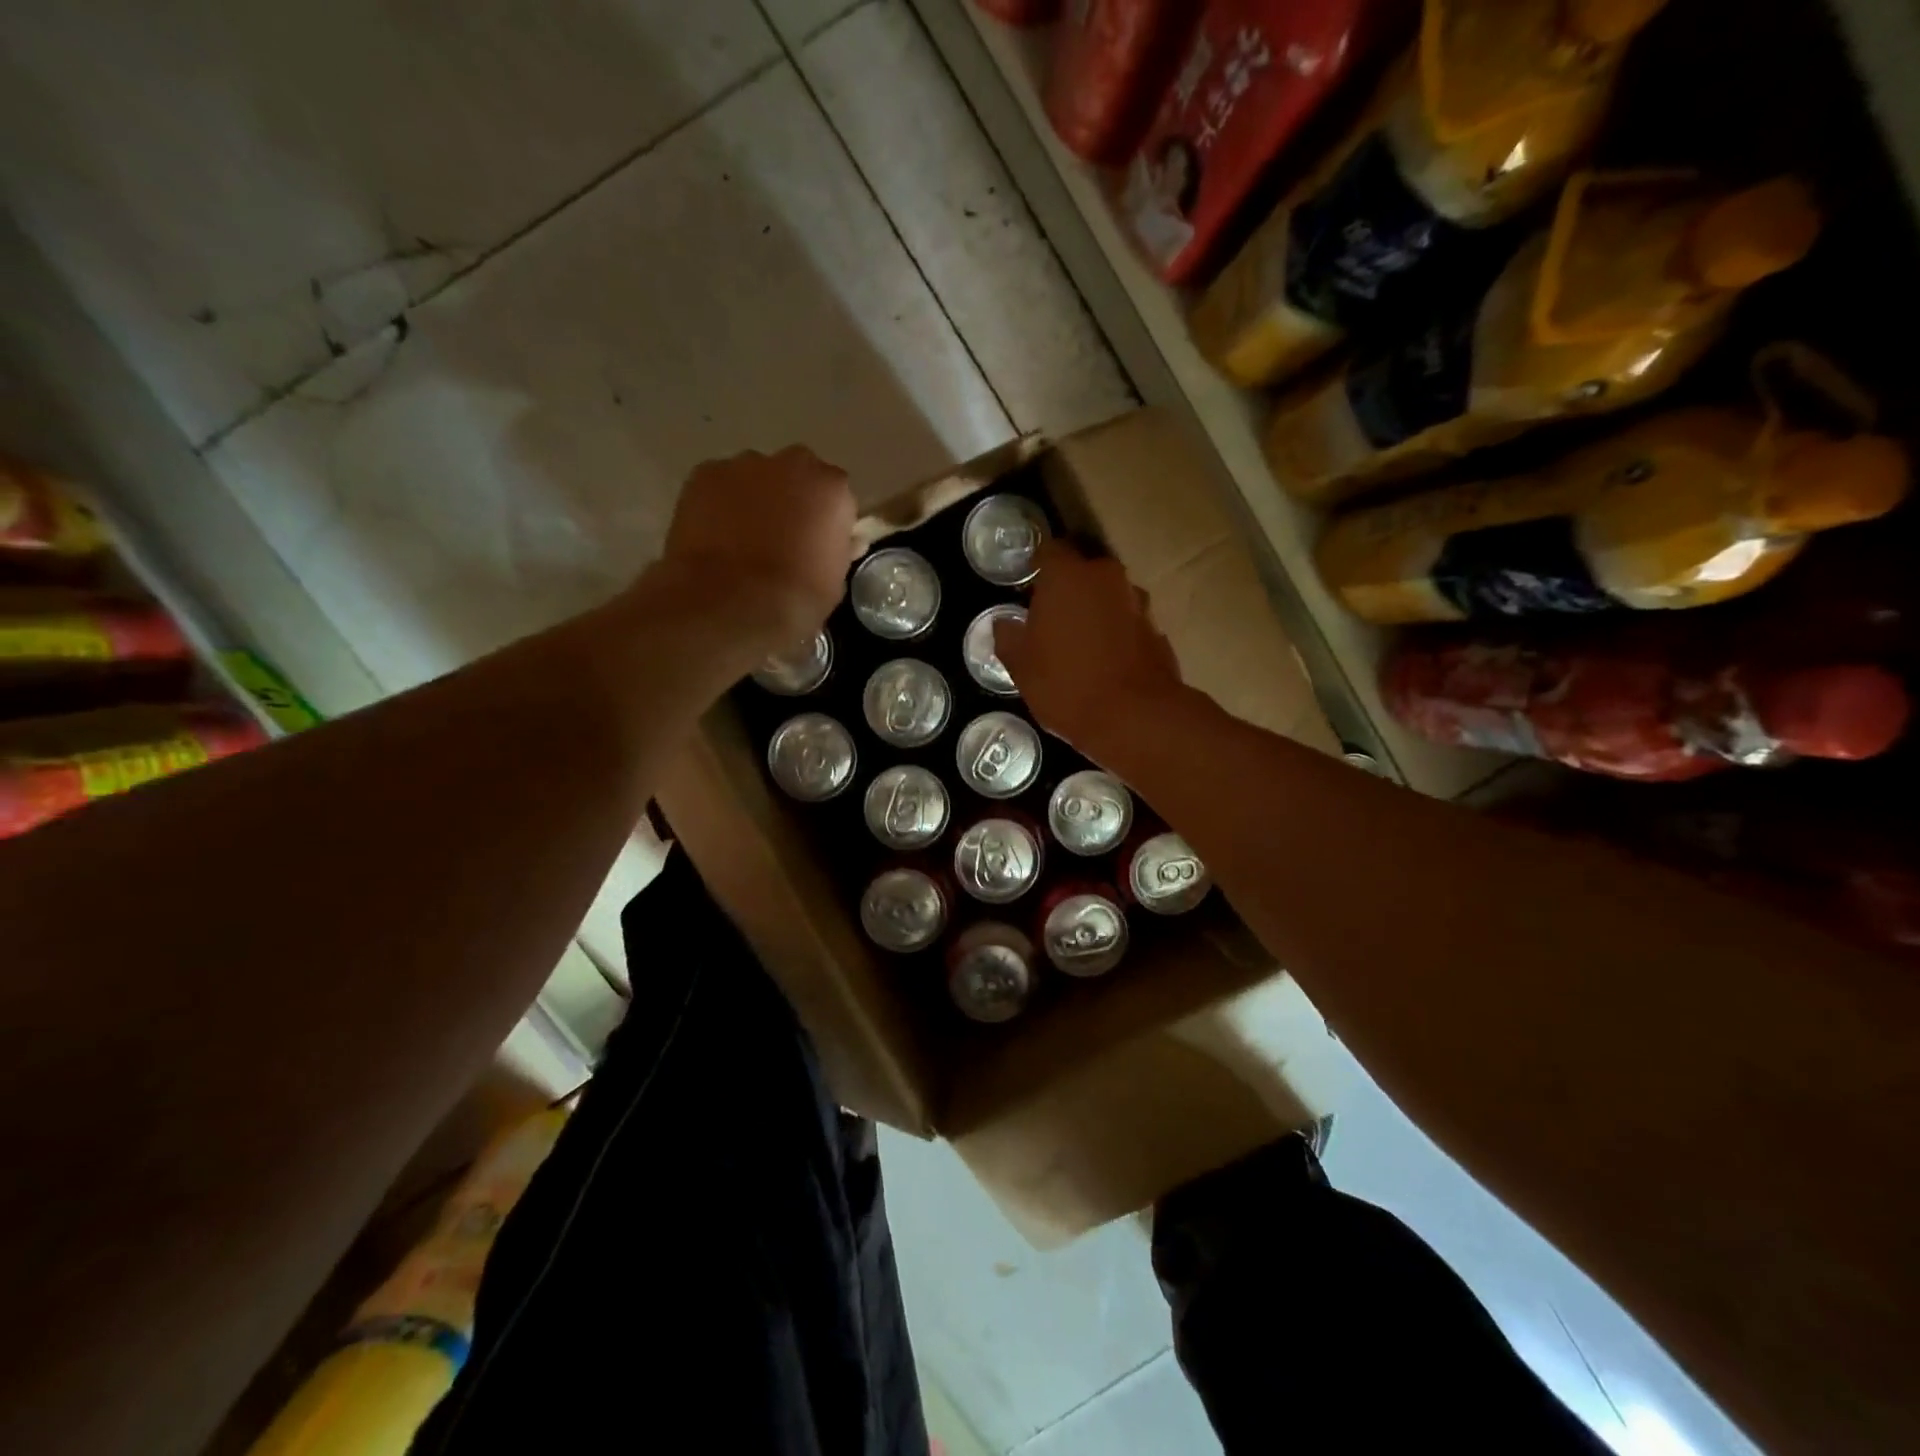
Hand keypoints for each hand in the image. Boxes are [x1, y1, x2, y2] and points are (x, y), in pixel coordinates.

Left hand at [655, 446, 856, 659]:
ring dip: (754, 499)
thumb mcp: (834, 581)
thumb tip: (838, 542)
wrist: (730, 603)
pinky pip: (719, 486)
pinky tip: (714, 537)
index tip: (819, 544)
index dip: (827, 521)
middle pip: (797, 475)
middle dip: (792, 498)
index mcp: (832, 489)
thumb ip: (836, 549)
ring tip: (742, 540)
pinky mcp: (704, 474)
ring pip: (755, 477)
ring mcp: (745, 465)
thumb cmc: (795, 599)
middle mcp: (793, 464)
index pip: (836, 498)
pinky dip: (719, 505)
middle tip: (782, 538)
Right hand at [995, 540, 1182, 755]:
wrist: (1135, 718)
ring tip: (1080, 643)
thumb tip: (1006, 623)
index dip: (1037, 566)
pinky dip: (1117, 634)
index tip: (1028, 587)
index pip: (1050, 550)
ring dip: (1096, 611)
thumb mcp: (1021, 667)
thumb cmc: (1066, 685)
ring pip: (1109, 596)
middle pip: (1083, 571)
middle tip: (1051, 618)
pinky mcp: (1158, 630)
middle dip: (1068, 588)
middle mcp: (1106, 578)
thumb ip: (1009, 637)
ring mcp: (1138, 602)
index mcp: (1068, 576)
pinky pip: (1128, 622)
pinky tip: (1106, 662)